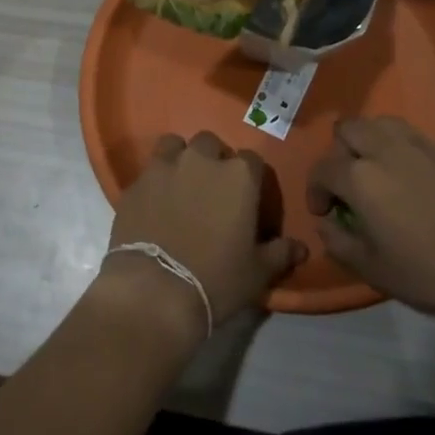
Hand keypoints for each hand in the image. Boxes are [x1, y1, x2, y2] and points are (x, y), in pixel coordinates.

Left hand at [94, 132, 307, 344]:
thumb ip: (280, 253)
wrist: (154, 290)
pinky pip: (148, 171)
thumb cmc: (216, 279)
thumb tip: (300, 248)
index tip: (247, 198)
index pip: (252, 160)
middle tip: (212, 190)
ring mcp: (163, 167)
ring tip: (180, 185)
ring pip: (174, 145)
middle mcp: (201, 160)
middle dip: (213, 160)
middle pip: (210, 144)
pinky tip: (155, 203)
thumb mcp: (258, 272)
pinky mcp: (134, 183)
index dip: (251, 177)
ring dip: (180, 158)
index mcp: (238, 176)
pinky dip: (154, 181)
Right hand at [306, 117, 434, 327]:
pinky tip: (411, 179)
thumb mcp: (373, 270)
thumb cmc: (431, 274)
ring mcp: (421, 148)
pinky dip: (400, 148)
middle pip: (348, 129)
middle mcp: (386, 151)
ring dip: (369, 141)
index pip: (322, 168)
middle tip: (348, 185)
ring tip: (377, 172)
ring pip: (381, 123)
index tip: (325, 214)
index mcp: (361, 178)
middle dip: (339, 153)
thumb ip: (338, 242)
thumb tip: (326, 224)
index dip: (315, 191)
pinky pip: (412, 137)